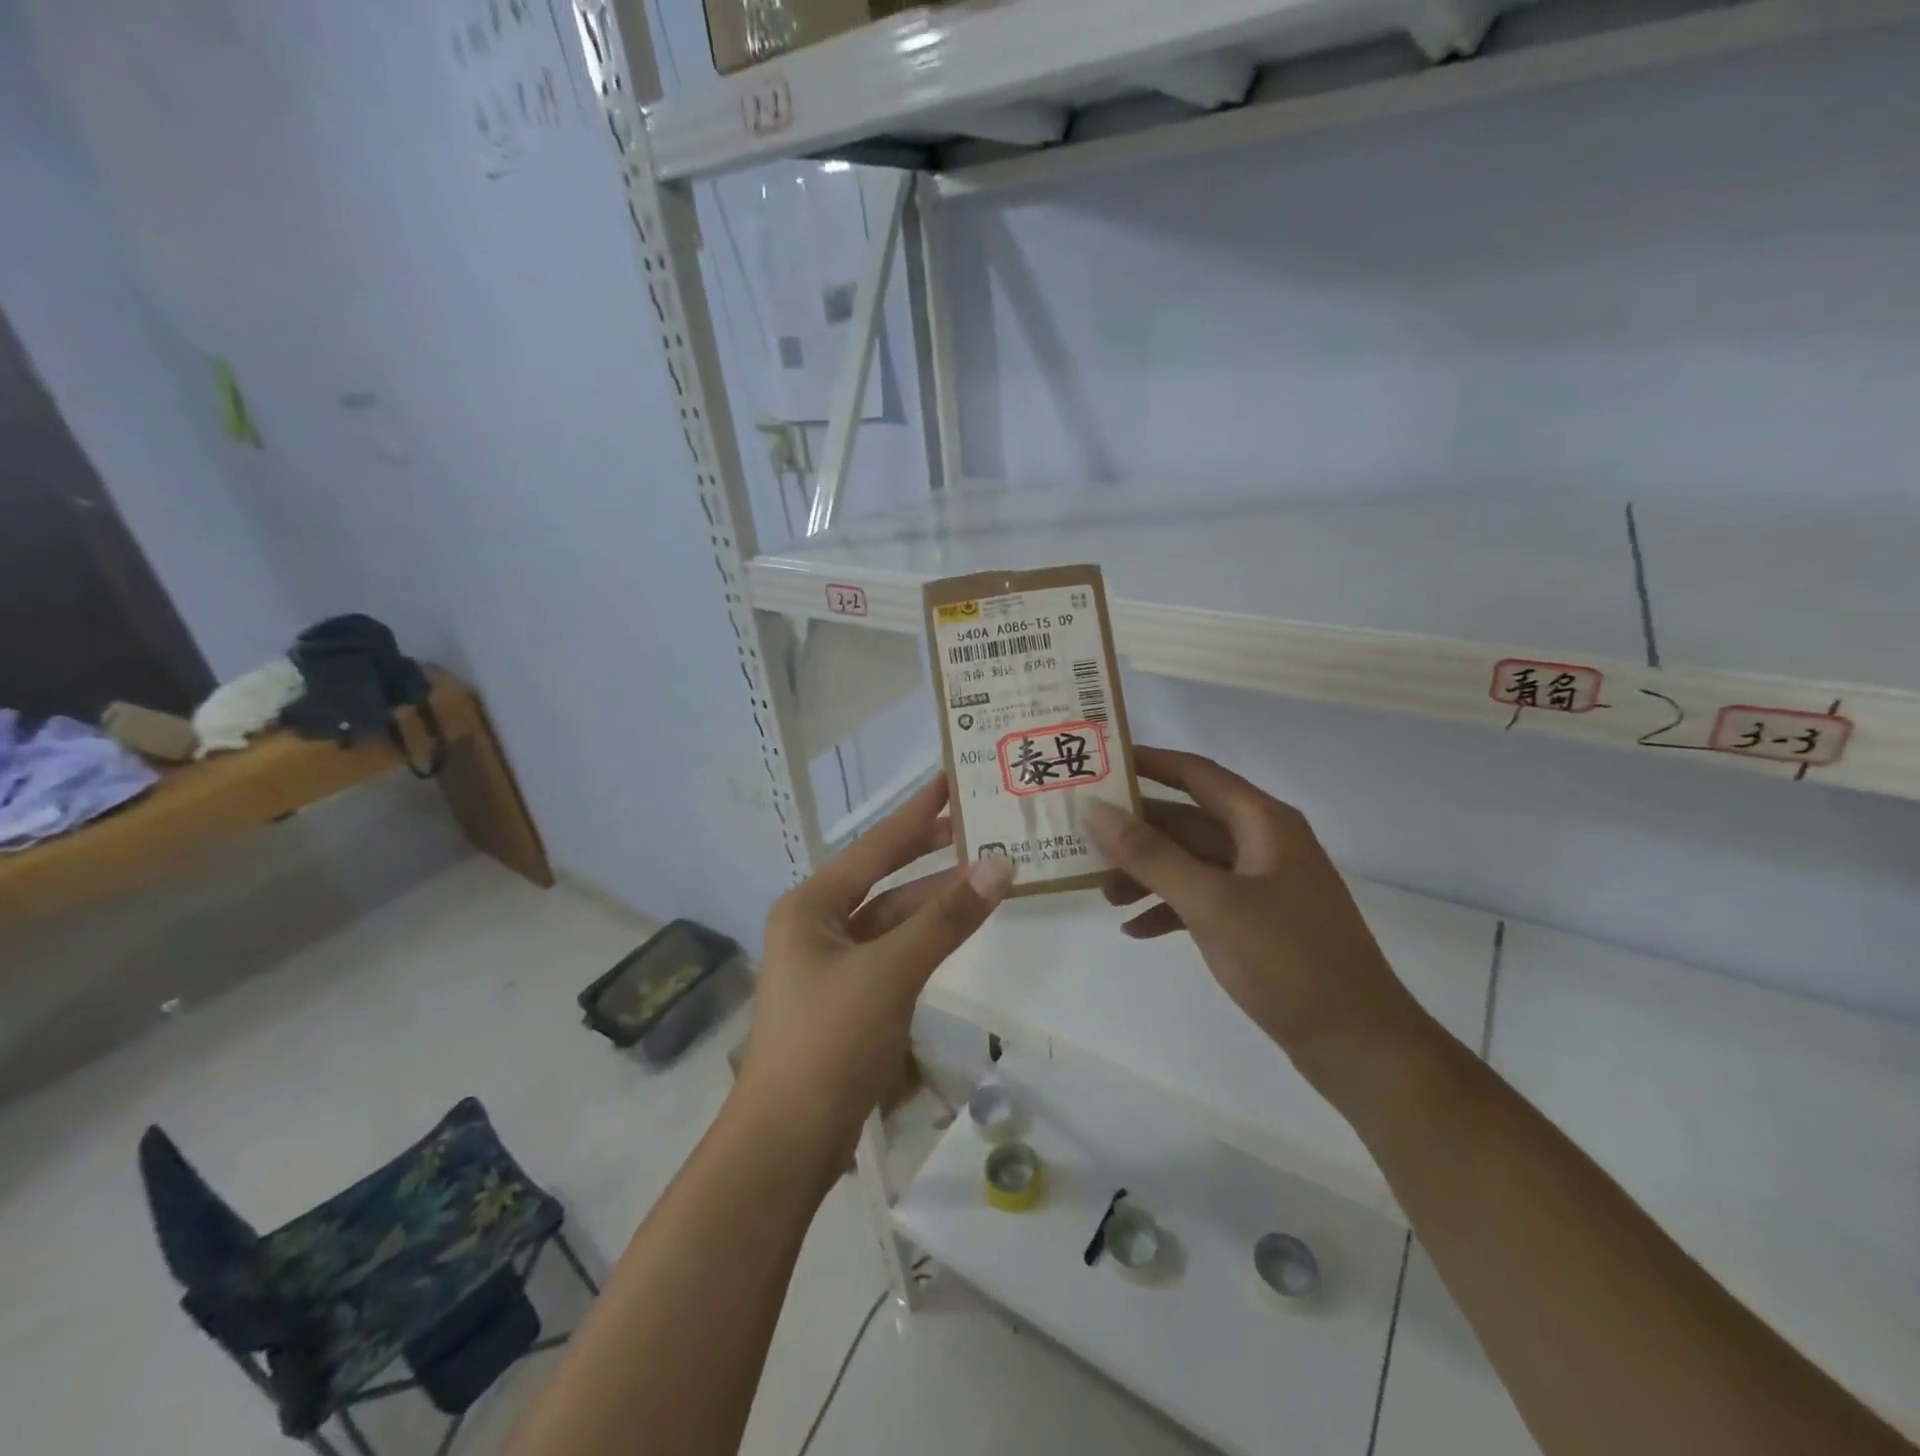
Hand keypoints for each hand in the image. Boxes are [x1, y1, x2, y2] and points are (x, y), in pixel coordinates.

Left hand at [738, 775, 1014, 1170]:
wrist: (787, 1142)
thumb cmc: (829, 1042)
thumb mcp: (890, 972)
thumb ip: (946, 919)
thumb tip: (1000, 864)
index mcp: (811, 905)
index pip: (876, 845)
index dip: (917, 811)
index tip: (949, 777)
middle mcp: (816, 923)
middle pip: (882, 876)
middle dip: (928, 850)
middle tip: (976, 819)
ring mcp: (831, 961)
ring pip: (892, 917)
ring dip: (934, 898)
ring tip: (985, 872)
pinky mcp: (848, 995)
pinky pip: (893, 950)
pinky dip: (925, 936)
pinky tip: (957, 926)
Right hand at [1086, 747, 1422, 1080]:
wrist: (1358, 1044)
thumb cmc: (1286, 960)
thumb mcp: (1211, 902)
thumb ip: (1150, 854)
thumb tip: (1096, 809)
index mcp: (1264, 823)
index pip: (1197, 773)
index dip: (1149, 762)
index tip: (1101, 760)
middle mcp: (1265, 844)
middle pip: (1188, 820)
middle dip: (1137, 830)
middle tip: (1083, 835)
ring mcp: (1265, 885)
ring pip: (1193, 862)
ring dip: (1149, 873)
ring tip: (1103, 893)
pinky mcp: (1261, 923)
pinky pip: (1205, 900)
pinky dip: (1170, 909)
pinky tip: (1135, 930)